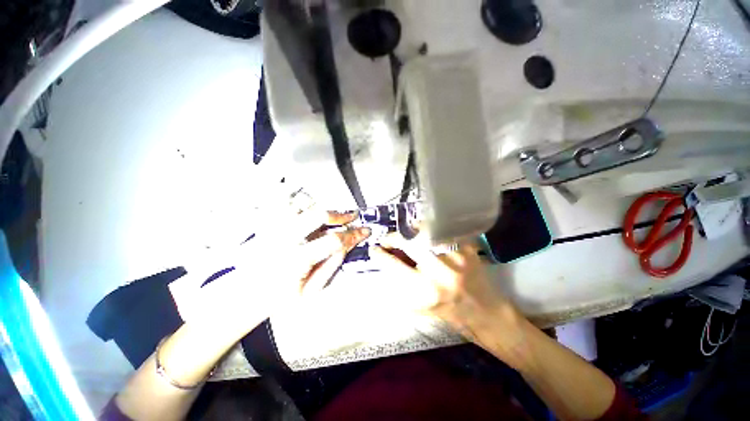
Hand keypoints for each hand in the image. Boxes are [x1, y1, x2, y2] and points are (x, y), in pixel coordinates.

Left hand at [186, 209, 370, 335]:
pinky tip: (309, 207)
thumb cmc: (275, 301)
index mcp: (295, 260)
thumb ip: (329, 266)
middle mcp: (282, 239)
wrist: (241, 297)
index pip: (333, 240)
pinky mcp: (265, 223)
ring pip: (301, 204)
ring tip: (331, 212)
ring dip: (321, 206)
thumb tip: (345, 246)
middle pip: (317, 214)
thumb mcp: (308, 293)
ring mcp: (272, 228)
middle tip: (352, 216)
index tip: (365, 231)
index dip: (353, 235)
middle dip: (340, 215)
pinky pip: (283, 203)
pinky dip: (299, 201)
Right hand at [370, 235, 521, 346]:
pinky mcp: (467, 249)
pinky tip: (430, 232)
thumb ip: (402, 287)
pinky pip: (445, 231)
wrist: (486, 313)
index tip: (374, 249)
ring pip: (426, 231)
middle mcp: (438, 271)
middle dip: (393, 237)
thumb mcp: (421, 308)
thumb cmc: (451, 314)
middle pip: (407, 242)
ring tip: (408, 232)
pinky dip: (433, 229)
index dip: (380, 254)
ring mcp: (454, 257)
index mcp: (424, 290)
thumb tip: (386, 265)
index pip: (393, 265)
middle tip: (388, 238)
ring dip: (412, 229)